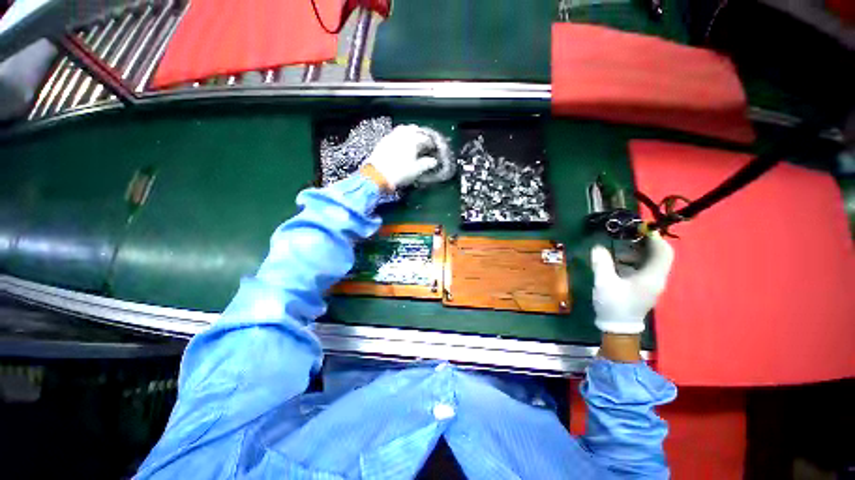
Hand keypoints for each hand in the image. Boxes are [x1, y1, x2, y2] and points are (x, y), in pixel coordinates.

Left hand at [363, 125, 440, 190]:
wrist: (377, 176)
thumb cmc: (398, 173)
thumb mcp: (416, 170)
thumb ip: (426, 164)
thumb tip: (433, 161)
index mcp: (412, 140)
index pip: (425, 137)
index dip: (430, 143)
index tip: (433, 148)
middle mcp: (402, 135)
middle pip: (414, 129)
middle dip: (420, 134)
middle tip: (424, 141)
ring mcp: (391, 137)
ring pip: (403, 130)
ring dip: (409, 133)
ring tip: (413, 141)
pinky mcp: (383, 142)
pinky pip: (394, 135)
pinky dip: (400, 137)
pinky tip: (401, 144)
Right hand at [591, 232, 674, 334]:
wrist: (618, 327)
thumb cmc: (614, 305)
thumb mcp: (604, 283)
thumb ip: (602, 263)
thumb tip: (598, 247)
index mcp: (651, 277)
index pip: (663, 252)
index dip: (654, 238)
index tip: (638, 229)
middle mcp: (656, 278)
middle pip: (658, 255)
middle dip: (643, 243)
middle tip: (625, 236)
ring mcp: (651, 283)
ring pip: (651, 261)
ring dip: (637, 252)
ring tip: (618, 249)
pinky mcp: (644, 287)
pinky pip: (644, 268)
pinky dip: (633, 260)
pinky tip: (618, 262)